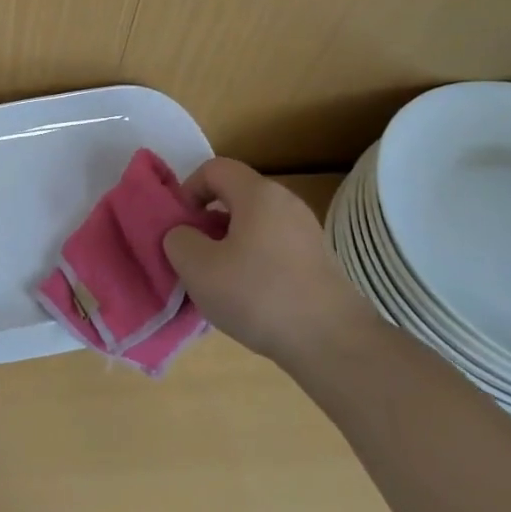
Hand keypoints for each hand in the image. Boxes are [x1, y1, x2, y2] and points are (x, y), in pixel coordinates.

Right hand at [163, 158, 378, 368]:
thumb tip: (185, 235)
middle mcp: (286, 203)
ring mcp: (307, 233)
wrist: (332, 342)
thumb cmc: (258, 295)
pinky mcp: (318, 261)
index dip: (188, 190)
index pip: (214, 168)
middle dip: (207, 222)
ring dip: (228, 246)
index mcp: (258, 194)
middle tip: (193, 257)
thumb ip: (178, 239)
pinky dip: (253, 263)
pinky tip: (248, 298)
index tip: (180, 227)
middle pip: (234, 197)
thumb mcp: (197, 267)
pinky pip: (272, 248)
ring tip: (217, 282)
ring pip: (253, 226)